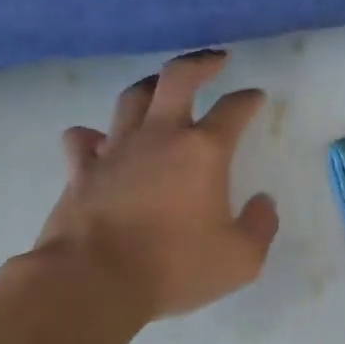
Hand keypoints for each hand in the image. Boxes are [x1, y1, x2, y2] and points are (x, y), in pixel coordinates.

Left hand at [5, 50, 278, 327]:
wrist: (92, 282)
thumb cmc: (173, 268)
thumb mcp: (240, 259)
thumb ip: (261, 226)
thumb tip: (263, 202)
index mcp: (203, 151)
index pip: (234, 109)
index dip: (248, 99)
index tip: (255, 97)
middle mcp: (160, 136)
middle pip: (177, 78)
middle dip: (200, 63)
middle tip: (215, 60)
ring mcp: (116, 149)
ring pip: (132, 98)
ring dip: (151, 86)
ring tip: (162, 87)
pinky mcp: (81, 170)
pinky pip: (84, 140)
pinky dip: (93, 136)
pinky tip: (100, 140)